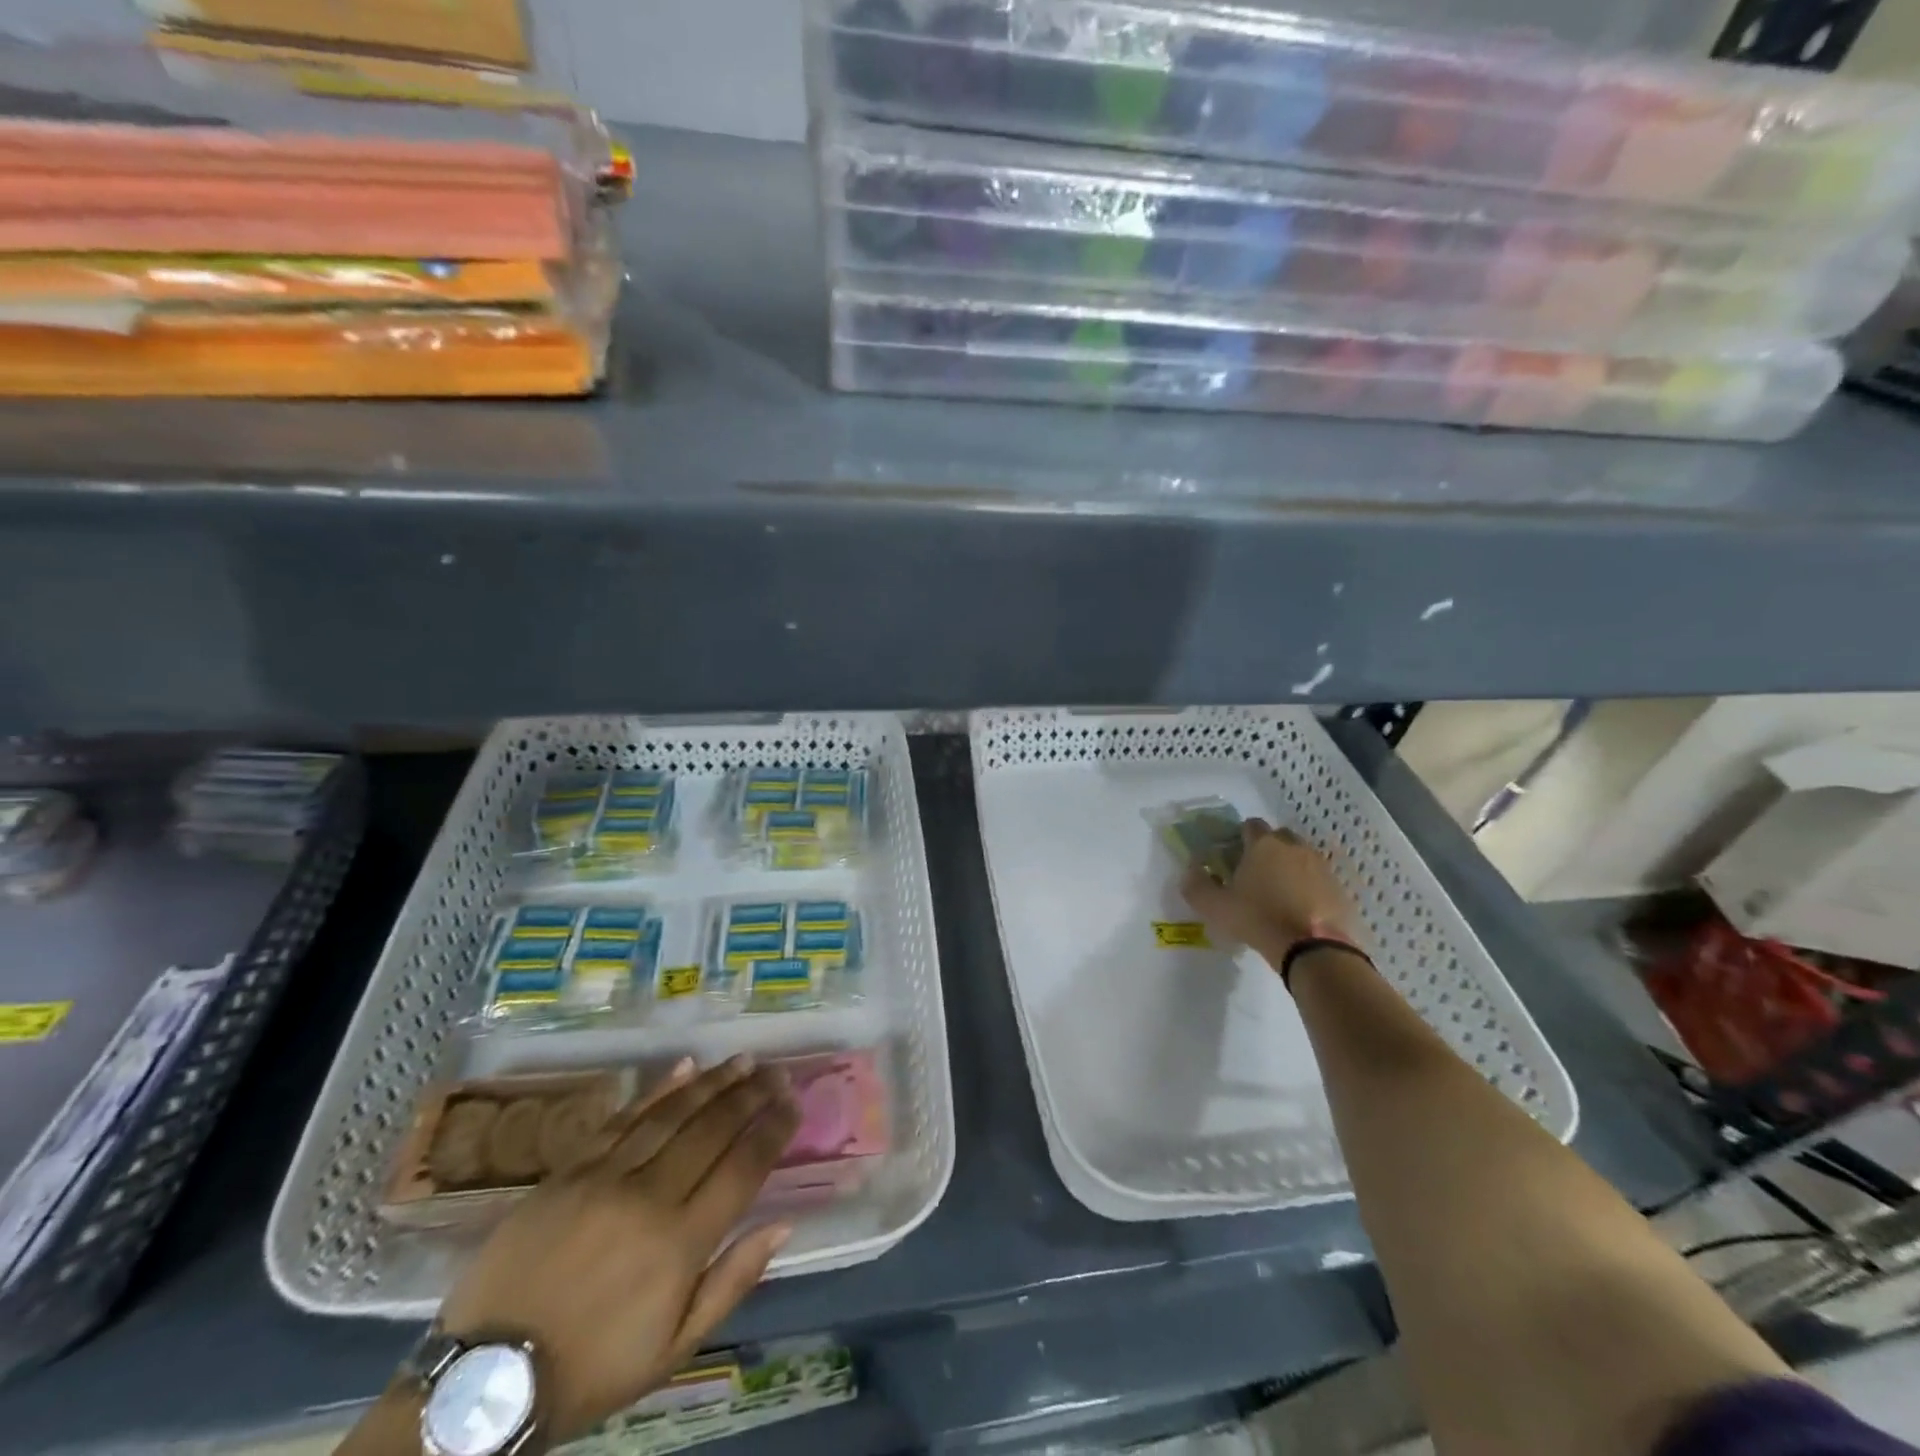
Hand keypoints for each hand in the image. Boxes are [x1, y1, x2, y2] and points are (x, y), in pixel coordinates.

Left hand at [436, 1055, 799, 1441]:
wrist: (488, 1379)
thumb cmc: (594, 1367)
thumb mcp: (674, 1348)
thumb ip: (732, 1282)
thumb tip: (782, 1224)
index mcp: (680, 1243)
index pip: (742, 1167)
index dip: (773, 1130)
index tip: (794, 1102)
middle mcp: (650, 1197)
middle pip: (712, 1130)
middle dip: (751, 1095)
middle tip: (777, 1071)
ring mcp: (606, 1177)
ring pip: (672, 1114)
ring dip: (713, 1082)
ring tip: (743, 1061)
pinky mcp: (570, 1170)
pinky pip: (622, 1118)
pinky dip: (657, 1090)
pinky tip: (685, 1067)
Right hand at [1180, 819, 1360, 969]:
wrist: (1313, 948)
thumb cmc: (1258, 919)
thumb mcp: (1215, 906)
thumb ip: (1196, 885)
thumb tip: (1191, 869)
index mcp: (1263, 844)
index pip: (1250, 825)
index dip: (1239, 837)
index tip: (1232, 855)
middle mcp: (1294, 847)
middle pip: (1279, 837)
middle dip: (1267, 849)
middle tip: (1255, 873)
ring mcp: (1320, 866)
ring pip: (1301, 856)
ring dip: (1290, 867)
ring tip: (1278, 893)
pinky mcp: (1338, 888)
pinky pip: (1318, 879)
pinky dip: (1309, 887)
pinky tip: (1300, 908)